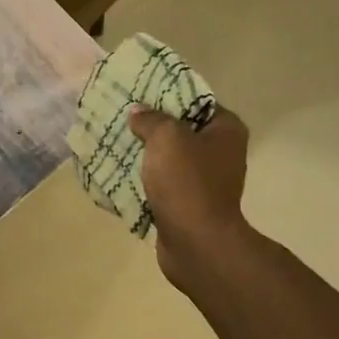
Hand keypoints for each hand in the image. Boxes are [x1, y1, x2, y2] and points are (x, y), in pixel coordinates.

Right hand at [127, 104, 255, 295]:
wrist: (196, 242)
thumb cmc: (187, 182)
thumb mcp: (166, 137)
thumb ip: (150, 119)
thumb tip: (138, 113)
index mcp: (226, 131)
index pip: (197, 101)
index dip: (168, 96)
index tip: (139, 95)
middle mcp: (220, 153)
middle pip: (180, 130)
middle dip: (150, 126)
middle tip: (121, 118)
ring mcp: (205, 181)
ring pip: (168, 158)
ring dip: (144, 154)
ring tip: (113, 143)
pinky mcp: (188, 203)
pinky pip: (161, 183)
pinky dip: (143, 179)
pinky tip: (117, 172)